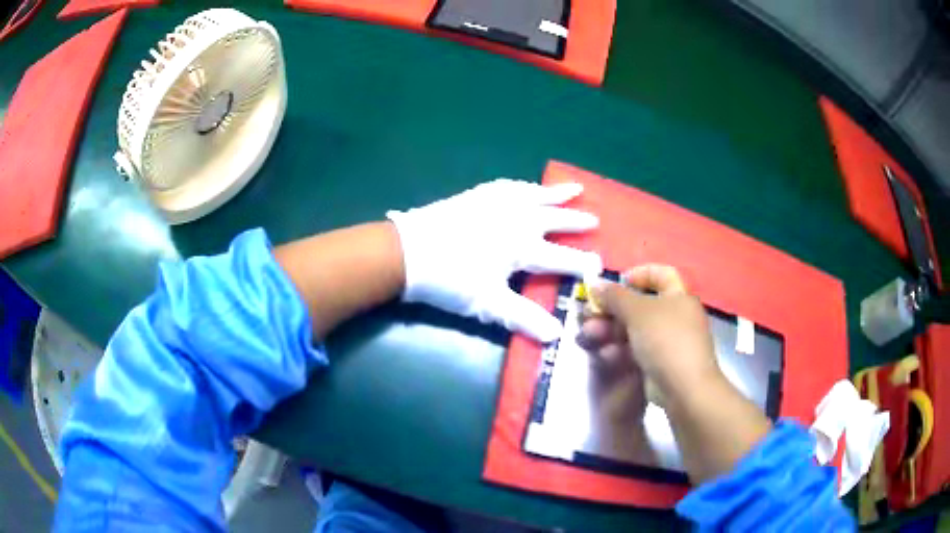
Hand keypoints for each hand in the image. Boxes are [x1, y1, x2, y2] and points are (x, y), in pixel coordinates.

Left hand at [387, 179, 601, 341]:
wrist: (408, 251)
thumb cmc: (450, 280)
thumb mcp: (488, 304)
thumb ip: (523, 318)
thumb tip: (555, 335)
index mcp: (522, 247)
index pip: (561, 257)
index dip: (581, 262)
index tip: (600, 263)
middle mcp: (516, 219)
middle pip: (554, 219)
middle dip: (576, 220)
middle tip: (595, 219)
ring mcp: (496, 203)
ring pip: (535, 195)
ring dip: (556, 194)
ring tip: (575, 189)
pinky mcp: (477, 195)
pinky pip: (508, 186)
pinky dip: (523, 186)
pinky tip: (524, 186)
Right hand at [580, 264, 720, 400]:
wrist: (684, 388)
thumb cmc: (665, 339)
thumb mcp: (637, 312)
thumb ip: (614, 296)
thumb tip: (595, 284)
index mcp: (679, 296)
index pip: (661, 274)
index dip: (640, 274)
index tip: (618, 282)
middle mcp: (677, 316)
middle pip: (642, 305)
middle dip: (614, 309)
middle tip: (592, 315)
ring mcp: (669, 342)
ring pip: (636, 330)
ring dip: (612, 331)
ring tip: (591, 336)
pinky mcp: (661, 364)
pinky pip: (639, 350)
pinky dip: (622, 350)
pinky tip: (607, 355)